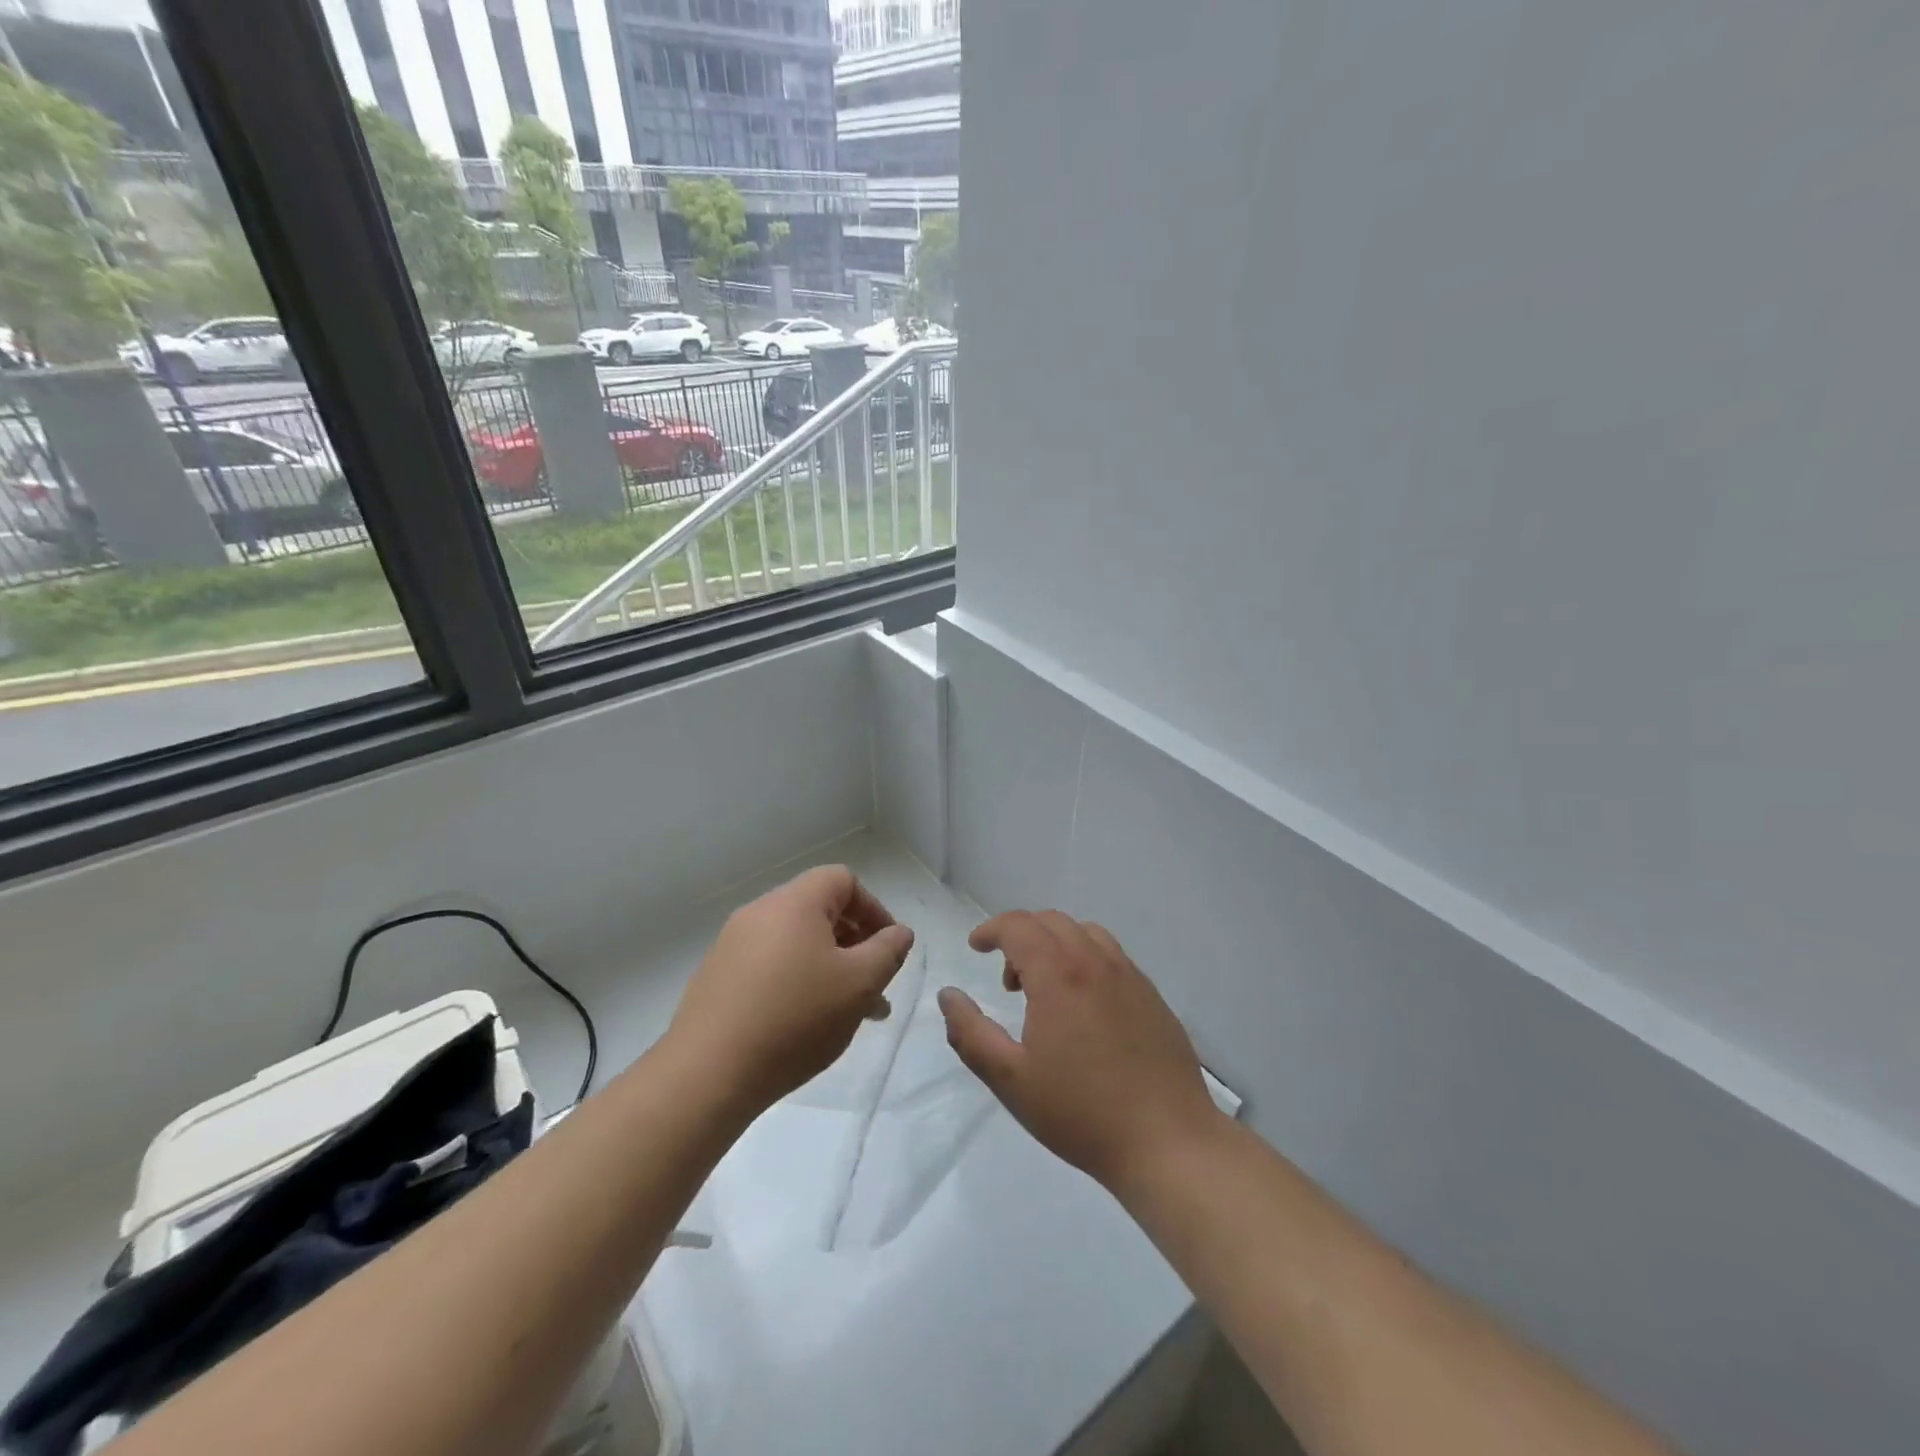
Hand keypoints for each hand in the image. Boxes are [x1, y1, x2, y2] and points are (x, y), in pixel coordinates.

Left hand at [668, 866, 914, 1114]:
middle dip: (854, 943)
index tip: (888, 948)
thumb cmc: (795, 1018)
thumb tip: (899, 932)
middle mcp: (759, 912)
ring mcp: (732, 945)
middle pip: (818, 910)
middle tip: (873, 984)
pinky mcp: (716, 977)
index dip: (873, 908)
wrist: (707, 1073)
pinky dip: (796, 982)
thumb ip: (888, 951)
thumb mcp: (859, 984)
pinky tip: (804, 1024)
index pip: (843, 880)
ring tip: (847, 1013)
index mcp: (794, 902)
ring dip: (828, 967)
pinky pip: (769, 966)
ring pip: (795, 943)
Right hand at [938, 911, 1221, 1190]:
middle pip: (1051, 921)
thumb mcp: (1010, 1080)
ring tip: (1046, 989)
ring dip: (1054, 944)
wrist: (1168, 1142)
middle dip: (1020, 936)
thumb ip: (970, 1033)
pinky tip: (1084, 1005)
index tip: (975, 947)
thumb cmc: (1081, 1113)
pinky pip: (1110, 955)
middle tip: (1008, 981)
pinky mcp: (1151, 994)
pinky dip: (1084, 958)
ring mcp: (1129, 975)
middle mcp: (1095, 961)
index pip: (1019, 925)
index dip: (991, 929)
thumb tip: (948, 995)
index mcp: (1059, 974)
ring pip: (1084, 932)